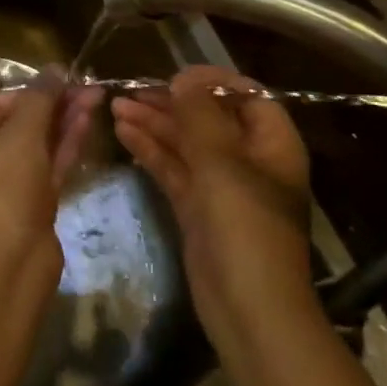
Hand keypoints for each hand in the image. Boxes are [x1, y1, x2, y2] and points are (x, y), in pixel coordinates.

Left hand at [0, 76, 102, 270]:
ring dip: (65, 121)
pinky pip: (49, 167)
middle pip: (19, 123)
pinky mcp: (31, 206)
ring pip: (38, 145)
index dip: (28, 90)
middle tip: (87, 86)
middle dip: (53, 104)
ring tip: (96, 97)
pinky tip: (88, 122)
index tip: (61, 79)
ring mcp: (6, 186)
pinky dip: (67, 145)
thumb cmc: (1, 189)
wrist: (8, 266)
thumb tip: (54, 68)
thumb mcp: (18, 135)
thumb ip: (39, 99)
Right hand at [111, 65, 316, 344]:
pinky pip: (173, 169)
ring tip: (115, 107)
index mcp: (271, 145)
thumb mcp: (223, 162)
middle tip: (132, 91)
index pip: (247, 97)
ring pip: (185, 144)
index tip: (175, 75)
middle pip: (208, 119)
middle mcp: (248, 160)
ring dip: (154, 124)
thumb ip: (201, 115)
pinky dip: (150, 151)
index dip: (212, 82)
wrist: (248, 310)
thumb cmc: (245, 227)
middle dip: (171, 103)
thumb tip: (185, 78)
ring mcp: (221, 186)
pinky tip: (123, 134)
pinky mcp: (197, 208)